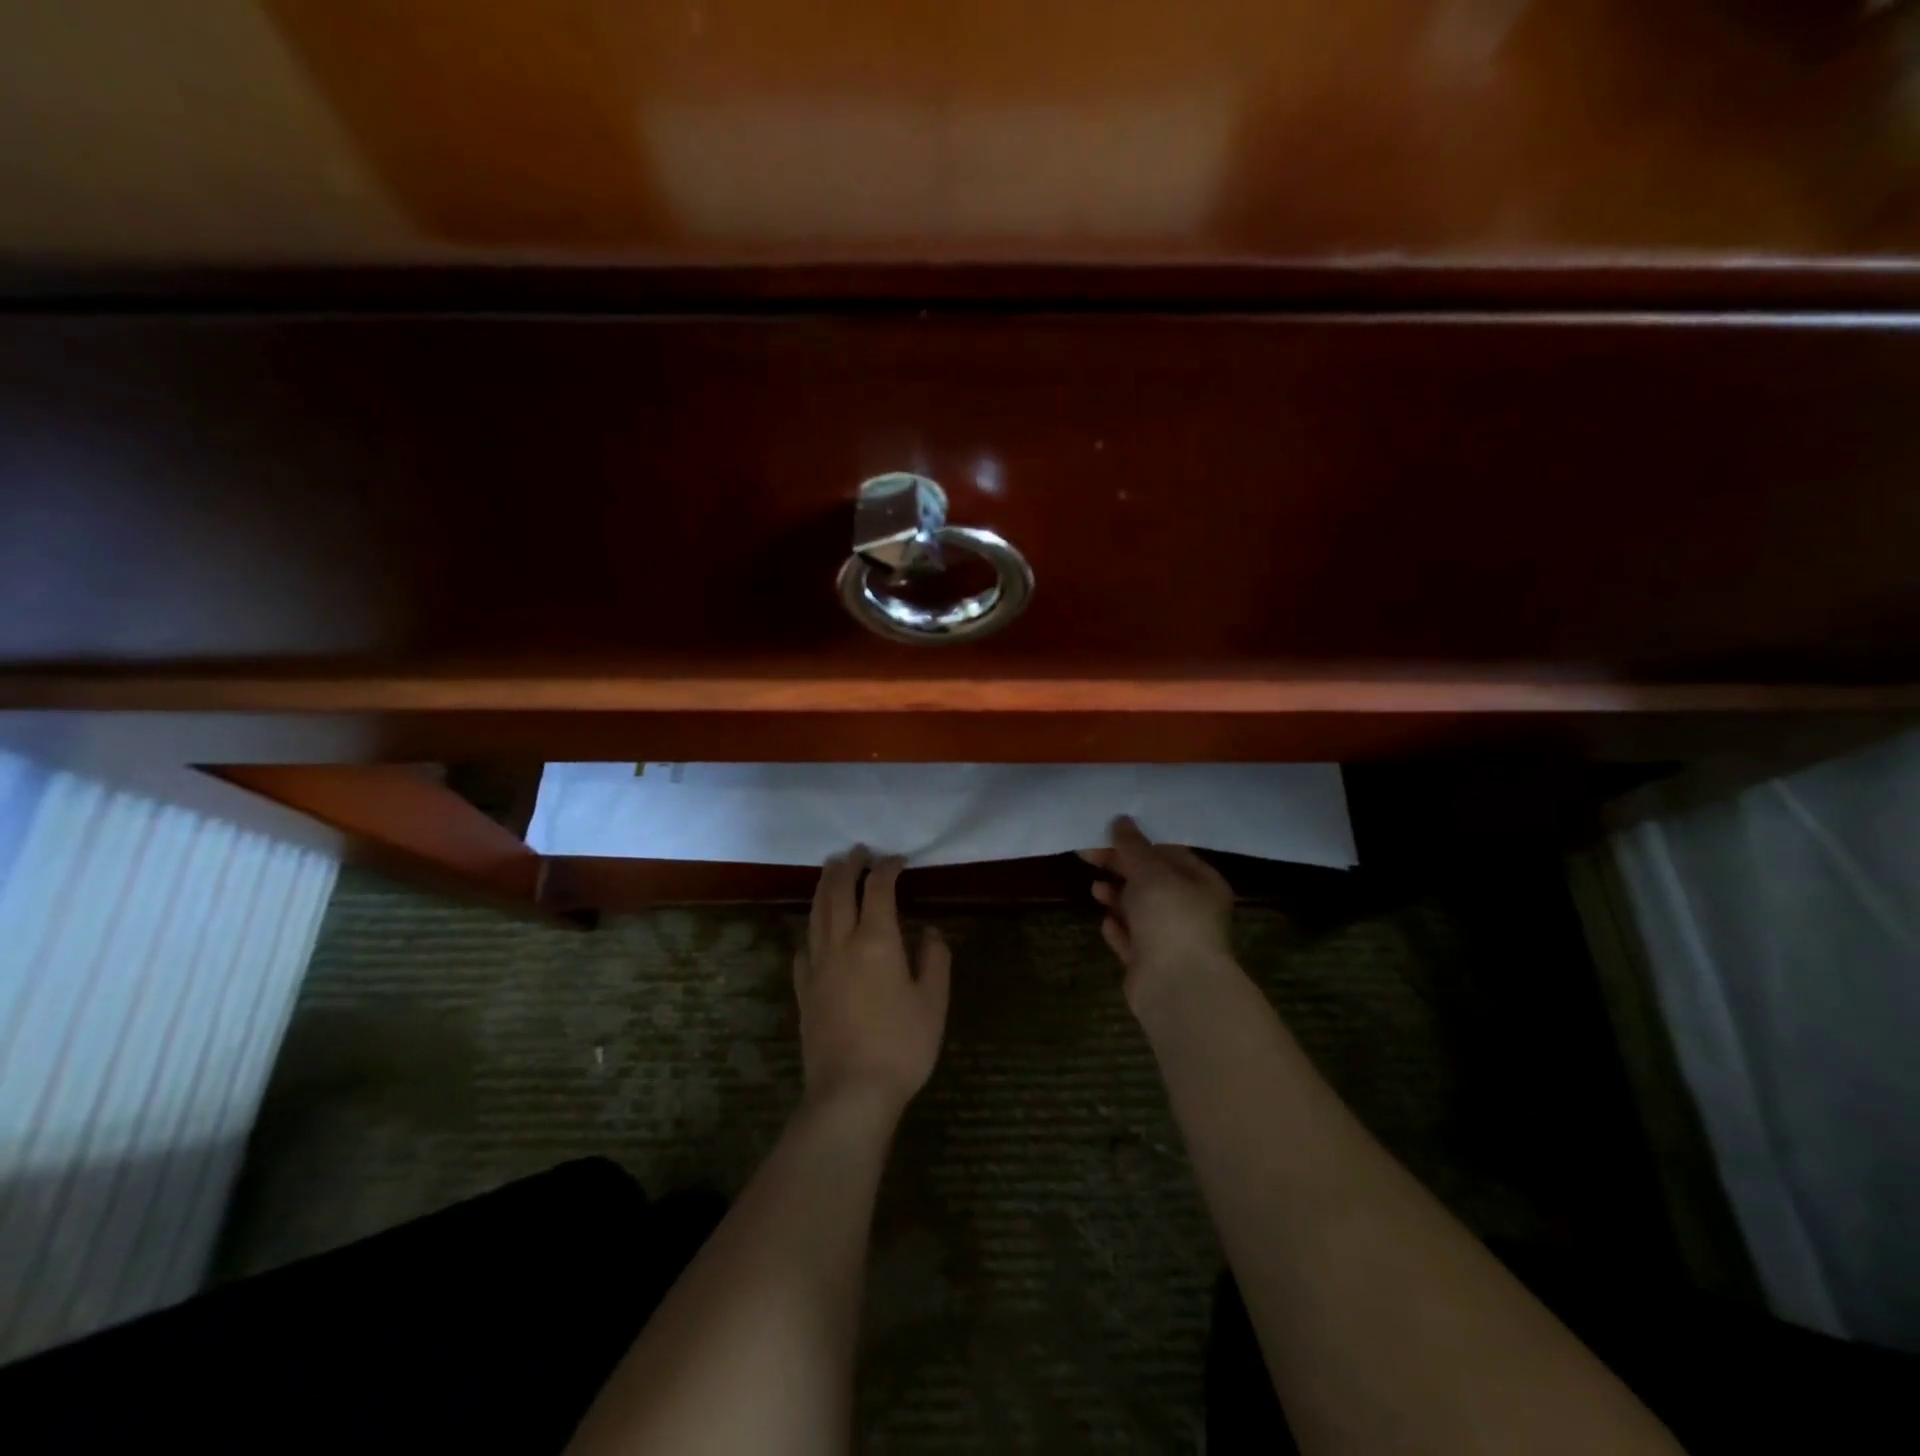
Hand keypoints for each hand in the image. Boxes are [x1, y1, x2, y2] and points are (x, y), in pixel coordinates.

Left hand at [796, 846, 950, 1116]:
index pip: (878, 889)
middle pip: (838, 892)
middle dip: (848, 866)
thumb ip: (934, 960)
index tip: (898, 860)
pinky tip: (814, 931)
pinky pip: (804, 947)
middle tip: (856, 851)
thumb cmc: (901, 1046)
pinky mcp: (803, 990)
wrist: (850, 1093)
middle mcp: (841, 943)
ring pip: (816, 913)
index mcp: (877, 941)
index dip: (887, 868)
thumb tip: (929, 932)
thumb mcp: (933, 1003)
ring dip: (824, 886)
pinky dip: (811, 928)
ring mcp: (817, 966)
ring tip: (830, 870)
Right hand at [1080, 816, 1236, 1014]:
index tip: (1106, 832)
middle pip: (1151, 880)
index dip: (1137, 841)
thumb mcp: (1150, 871)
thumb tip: (1121, 819)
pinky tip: (1105, 922)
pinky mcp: (1152, 963)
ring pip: (1139, 910)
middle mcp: (1191, 909)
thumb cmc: (1171, 917)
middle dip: (1120, 868)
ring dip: (1117, 897)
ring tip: (1095, 889)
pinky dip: (1118, 928)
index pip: (1169, 852)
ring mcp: (1171, 938)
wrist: (1176, 986)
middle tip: (1087, 854)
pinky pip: (1132, 939)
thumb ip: (1132, 846)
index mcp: (1202, 883)